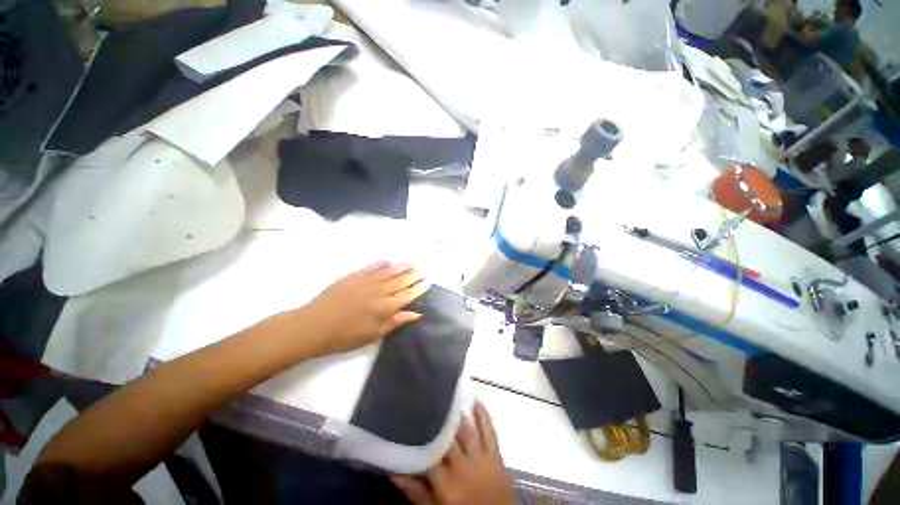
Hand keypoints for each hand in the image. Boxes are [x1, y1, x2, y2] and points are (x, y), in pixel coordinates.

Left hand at [298, 261, 428, 355]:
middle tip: (421, 270)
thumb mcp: (374, 334)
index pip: (408, 295)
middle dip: (413, 275)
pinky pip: (371, 267)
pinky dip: (381, 263)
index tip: (427, 282)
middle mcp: (380, 291)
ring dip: (401, 266)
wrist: (315, 325)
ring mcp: (367, 281)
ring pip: (389, 271)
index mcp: (386, 307)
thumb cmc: (346, 335)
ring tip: (410, 263)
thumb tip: (417, 314)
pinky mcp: (354, 276)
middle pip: (401, 280)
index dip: (419, 288)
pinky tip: (388, 261)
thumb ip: (396, 321)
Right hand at [391, 402, 515, 504]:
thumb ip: (414, 490)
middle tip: (427, 399)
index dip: (419, 434)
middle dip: (438, 419)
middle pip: (448, 438)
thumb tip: (393, 469)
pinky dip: (483, 416)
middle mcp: (462, 468)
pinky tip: (476, 400)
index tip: (410, 416)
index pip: (429, 452)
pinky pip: (490, 432)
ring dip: (457, 414)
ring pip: (467, 431)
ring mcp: (481, 460)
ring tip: (446, 395)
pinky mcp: (496, 456)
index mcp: (445, 483)